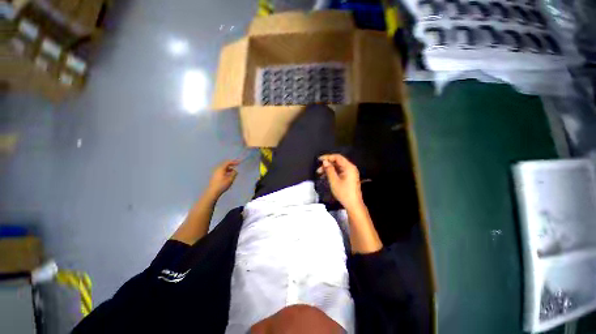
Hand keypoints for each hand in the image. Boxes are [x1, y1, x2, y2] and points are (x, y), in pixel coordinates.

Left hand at [207, 160, 238, 197]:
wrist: (212, 192)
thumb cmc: (222, 185)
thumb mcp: (230, 179)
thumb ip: (234, 173)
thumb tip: (235, 170)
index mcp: (221, 169)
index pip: (228, 162)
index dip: (234, 162)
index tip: (239, 163)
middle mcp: (217, 169)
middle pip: (225, 165)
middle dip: (231, 165)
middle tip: (236, 166)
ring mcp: (215, 173)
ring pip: (223, 169)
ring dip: (228, 169)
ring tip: (233, 172)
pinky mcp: (214, 177)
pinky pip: (221, 172)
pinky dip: (226, 172)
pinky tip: (228, 176)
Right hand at [317, 154, 363, 210]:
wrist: (353, 204)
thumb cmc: (344, 193)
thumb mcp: (334, 181)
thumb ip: (329, 170)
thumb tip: (325, 162)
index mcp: (348, 167)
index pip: (337, 157)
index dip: (327, 157)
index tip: (319, 160)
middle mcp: (350, 168)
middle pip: (337, 162)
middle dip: (327, 164)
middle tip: (319, 169)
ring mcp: (350, 173)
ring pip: (338, 167)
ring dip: (329, 169)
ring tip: (320, 174)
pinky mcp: (349, 177)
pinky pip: (340, 171)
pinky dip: (333, 173)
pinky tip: (326, 176)